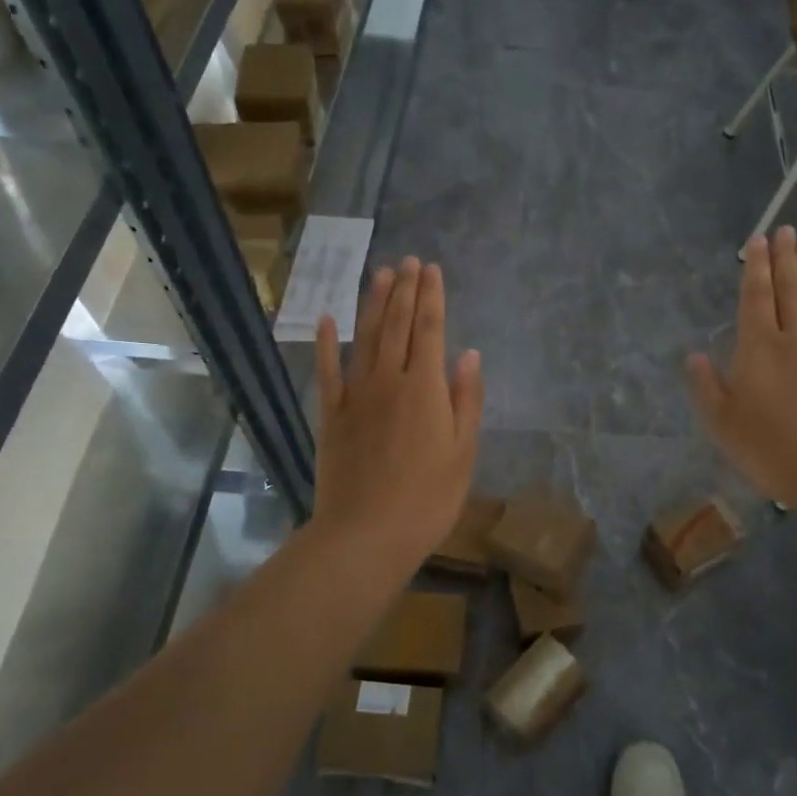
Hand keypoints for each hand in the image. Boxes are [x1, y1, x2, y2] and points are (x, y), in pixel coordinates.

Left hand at [313, 257, 483, 576]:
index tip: (432, 270)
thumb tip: (469, 354)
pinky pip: (328, 371)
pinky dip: (327, 343)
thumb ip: (467, 399)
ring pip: (365, 338)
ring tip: (381, 273)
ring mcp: (356, 395)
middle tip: (408, 261)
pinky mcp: (331, 415)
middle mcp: (390, 380)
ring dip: (373, 303)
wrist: (366, 534)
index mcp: (426, 388)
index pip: (430, 329)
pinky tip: (328, 320)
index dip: (432, 297)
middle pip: (397, 325)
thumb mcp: (463, 452)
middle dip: (404, 290)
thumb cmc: (427, 498)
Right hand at [686, 227, 796, 518]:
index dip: (755, 269)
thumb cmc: (770, 448)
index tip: (757, 239)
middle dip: (783, 260)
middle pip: (788, 294)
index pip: (755, 300)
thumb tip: (693, 356)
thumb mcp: (722, 423)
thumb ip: (706, 386)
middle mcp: (792, 344)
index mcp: (758, 351)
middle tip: (785, 229)